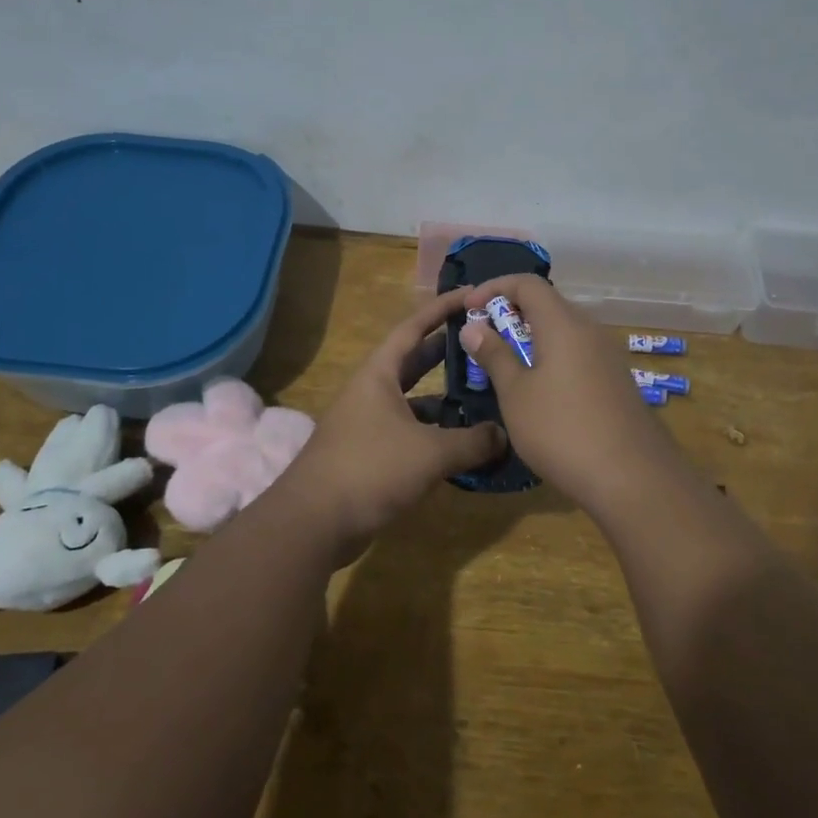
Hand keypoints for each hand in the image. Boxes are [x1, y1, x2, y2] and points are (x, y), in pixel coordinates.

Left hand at [278, 285, 506, 558]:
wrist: (313, 523)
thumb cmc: (371, 470)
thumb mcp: (431, 453)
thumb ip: (473, 442)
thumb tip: (503, 435)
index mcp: (379, 375)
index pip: (413, 328)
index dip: (441, 309)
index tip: (470, 294)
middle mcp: (371, 392)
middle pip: (413, 362)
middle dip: (446, 352)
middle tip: (483, 344)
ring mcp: (367, 424)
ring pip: (413, 401)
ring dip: (443, 399)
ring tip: (482, 396)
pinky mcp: (369, 455)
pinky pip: (409, 432)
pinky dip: (433, 434)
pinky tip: (460, 444)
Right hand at [461, 275, 678, 510]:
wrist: (633, 477)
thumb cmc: (562, 430)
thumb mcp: (516, 394)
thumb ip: (494, 356)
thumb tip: (474, 327)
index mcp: (563, 324)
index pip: (527, 283)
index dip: (494, 287)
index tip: (469, 308)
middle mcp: (590, 331)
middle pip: (548, 304)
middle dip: (511, 313)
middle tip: (483, 338)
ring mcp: (608, 356)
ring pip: (564, 331)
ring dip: (532, 338)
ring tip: (506, 365)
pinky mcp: (617, 381)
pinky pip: (578, 354)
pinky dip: (553, 357)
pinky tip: (541, 390)